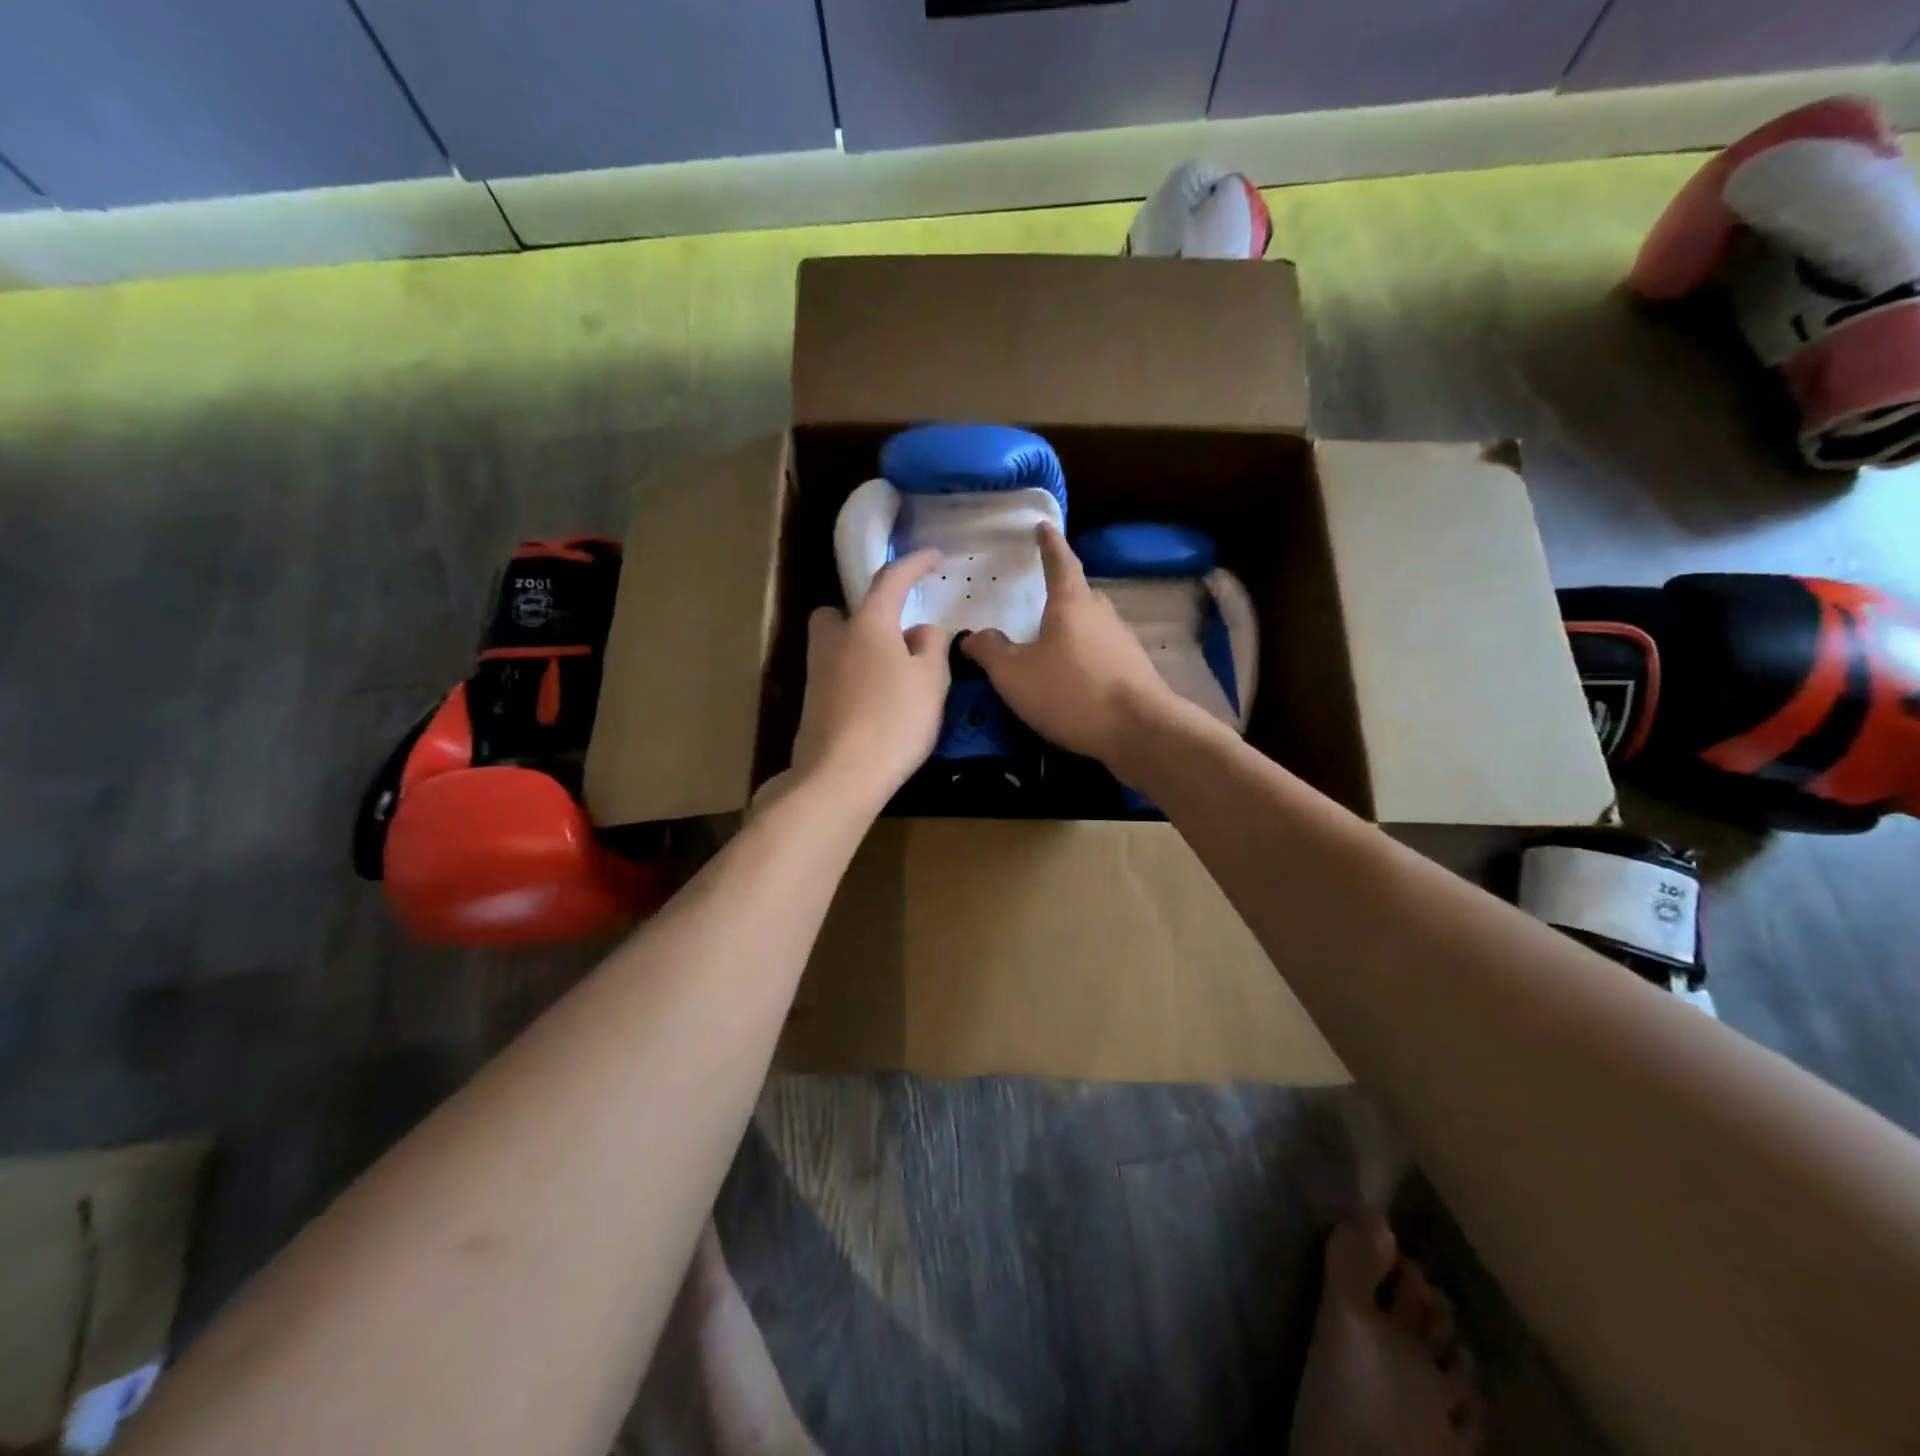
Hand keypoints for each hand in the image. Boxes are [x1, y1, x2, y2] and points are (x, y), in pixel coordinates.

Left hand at [789, 549, 951, 804]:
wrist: (840, 777)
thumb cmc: (894, 721)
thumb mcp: (931, 681)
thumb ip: (931, 647)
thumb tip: (921, 631)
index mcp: (867, 624)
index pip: (890, 580)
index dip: (915, 564)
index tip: (935, 557)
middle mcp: (833, 641)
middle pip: (840, 612)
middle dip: (864, 615)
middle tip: (894, 636)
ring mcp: (816, 675)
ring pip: (836, 647)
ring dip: (861, 651)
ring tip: (894, 679)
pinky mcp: (811, 707)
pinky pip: (835, 678)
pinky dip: (855, 681)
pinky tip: (877, 708)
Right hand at [960, 524, 1182, 769]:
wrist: (1139, 731)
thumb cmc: (1071, 691)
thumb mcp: (1015, 674)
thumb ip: (990, 652)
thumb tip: (973, 636)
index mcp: (1072, 603)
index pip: (1060, 562)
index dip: (1049, 544)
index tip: (1044, 526)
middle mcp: (1102, 614)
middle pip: (1080, 594)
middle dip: (1062, 592)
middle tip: (1041, 595)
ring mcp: (1123, 642)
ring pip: (1093, 625)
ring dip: (1074, 627)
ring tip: (1052, 641)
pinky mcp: (1134, 671)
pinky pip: (1103, 653)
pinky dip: (1085, 656)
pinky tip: (1073, 677)